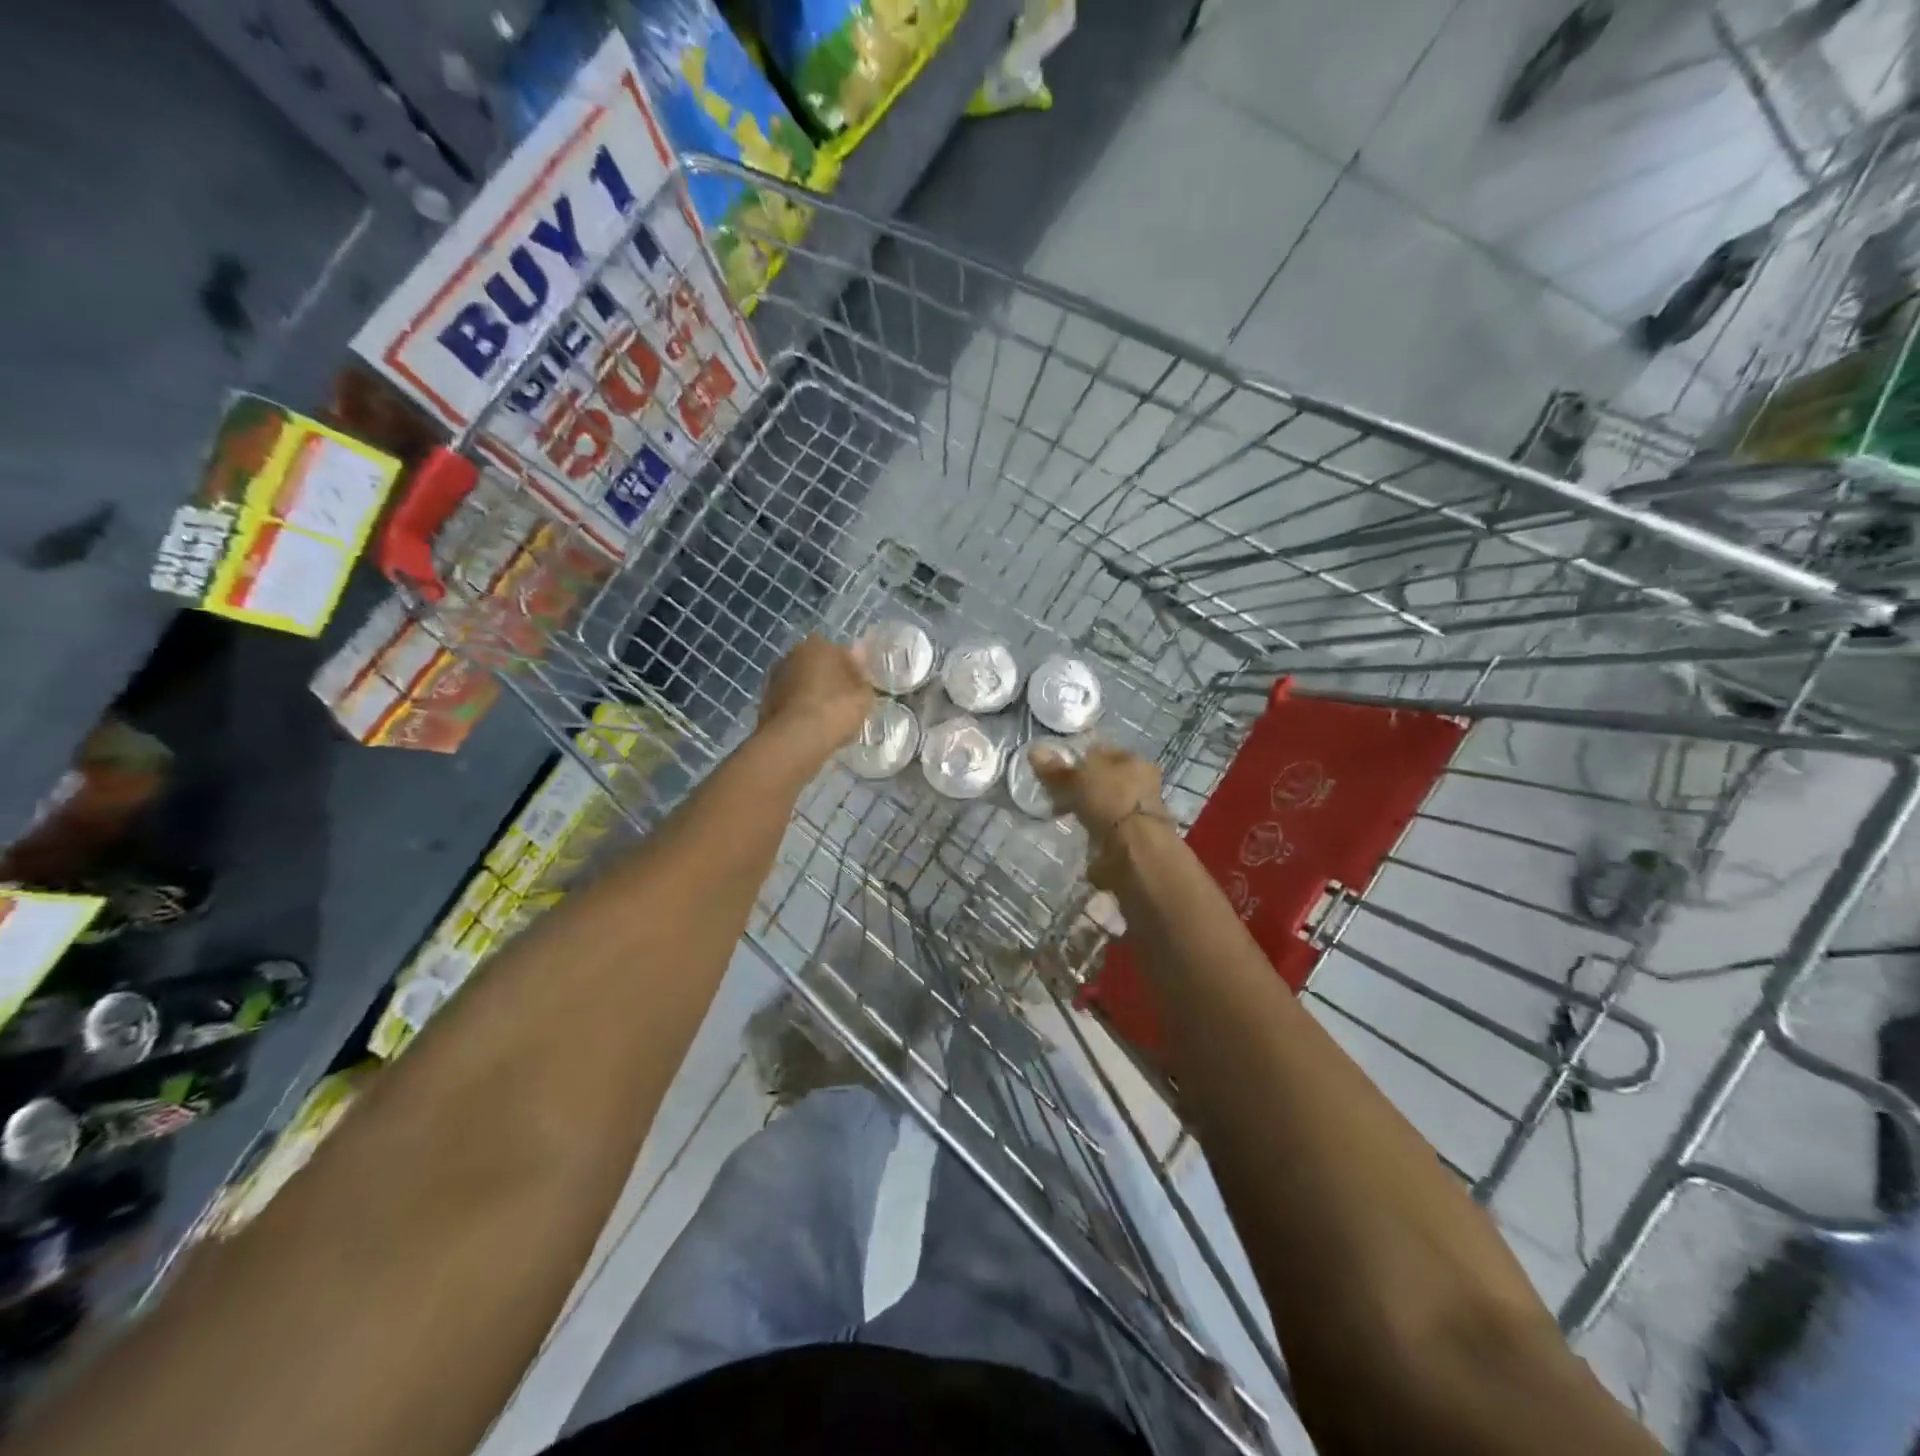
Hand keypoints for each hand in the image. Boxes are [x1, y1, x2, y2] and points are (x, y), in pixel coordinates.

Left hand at [758, 635, 872, 758]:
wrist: (795, 738)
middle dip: (829, 680)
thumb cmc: (836, 709)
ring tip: (824, 719)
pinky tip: (808, 726)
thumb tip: (859, 659)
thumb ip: (863, 676)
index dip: (853, 673)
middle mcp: (795, 653)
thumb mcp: (864, 695)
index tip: (858, 692)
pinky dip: (798, 708)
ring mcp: (776, 675)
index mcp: (820, 644)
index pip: (842, 654)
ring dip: (811, 694)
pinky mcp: (765, 697)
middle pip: (819, 666)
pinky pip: (790, 700)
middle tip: (842, 705)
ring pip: (802, 683)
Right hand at [1028, 743, 1172, 888]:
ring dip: (1088, 809)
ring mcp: (1139, 811)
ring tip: (1065, 815)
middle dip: (1082, 787)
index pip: (1101, 752)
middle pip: (1104, 779)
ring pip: (1105, 803)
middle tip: (1057, 795)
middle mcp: (1142, 782)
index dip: (1077, 759)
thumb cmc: (1109, 802)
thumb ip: (1055, 770)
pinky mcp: (1134, 837)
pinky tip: (1080, 833)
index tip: (1056, 771)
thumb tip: (1035, 750)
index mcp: (1133, 760)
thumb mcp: (1075, 781)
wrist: (1136, 850)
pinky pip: (1107, 826)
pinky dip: (1094, 829)